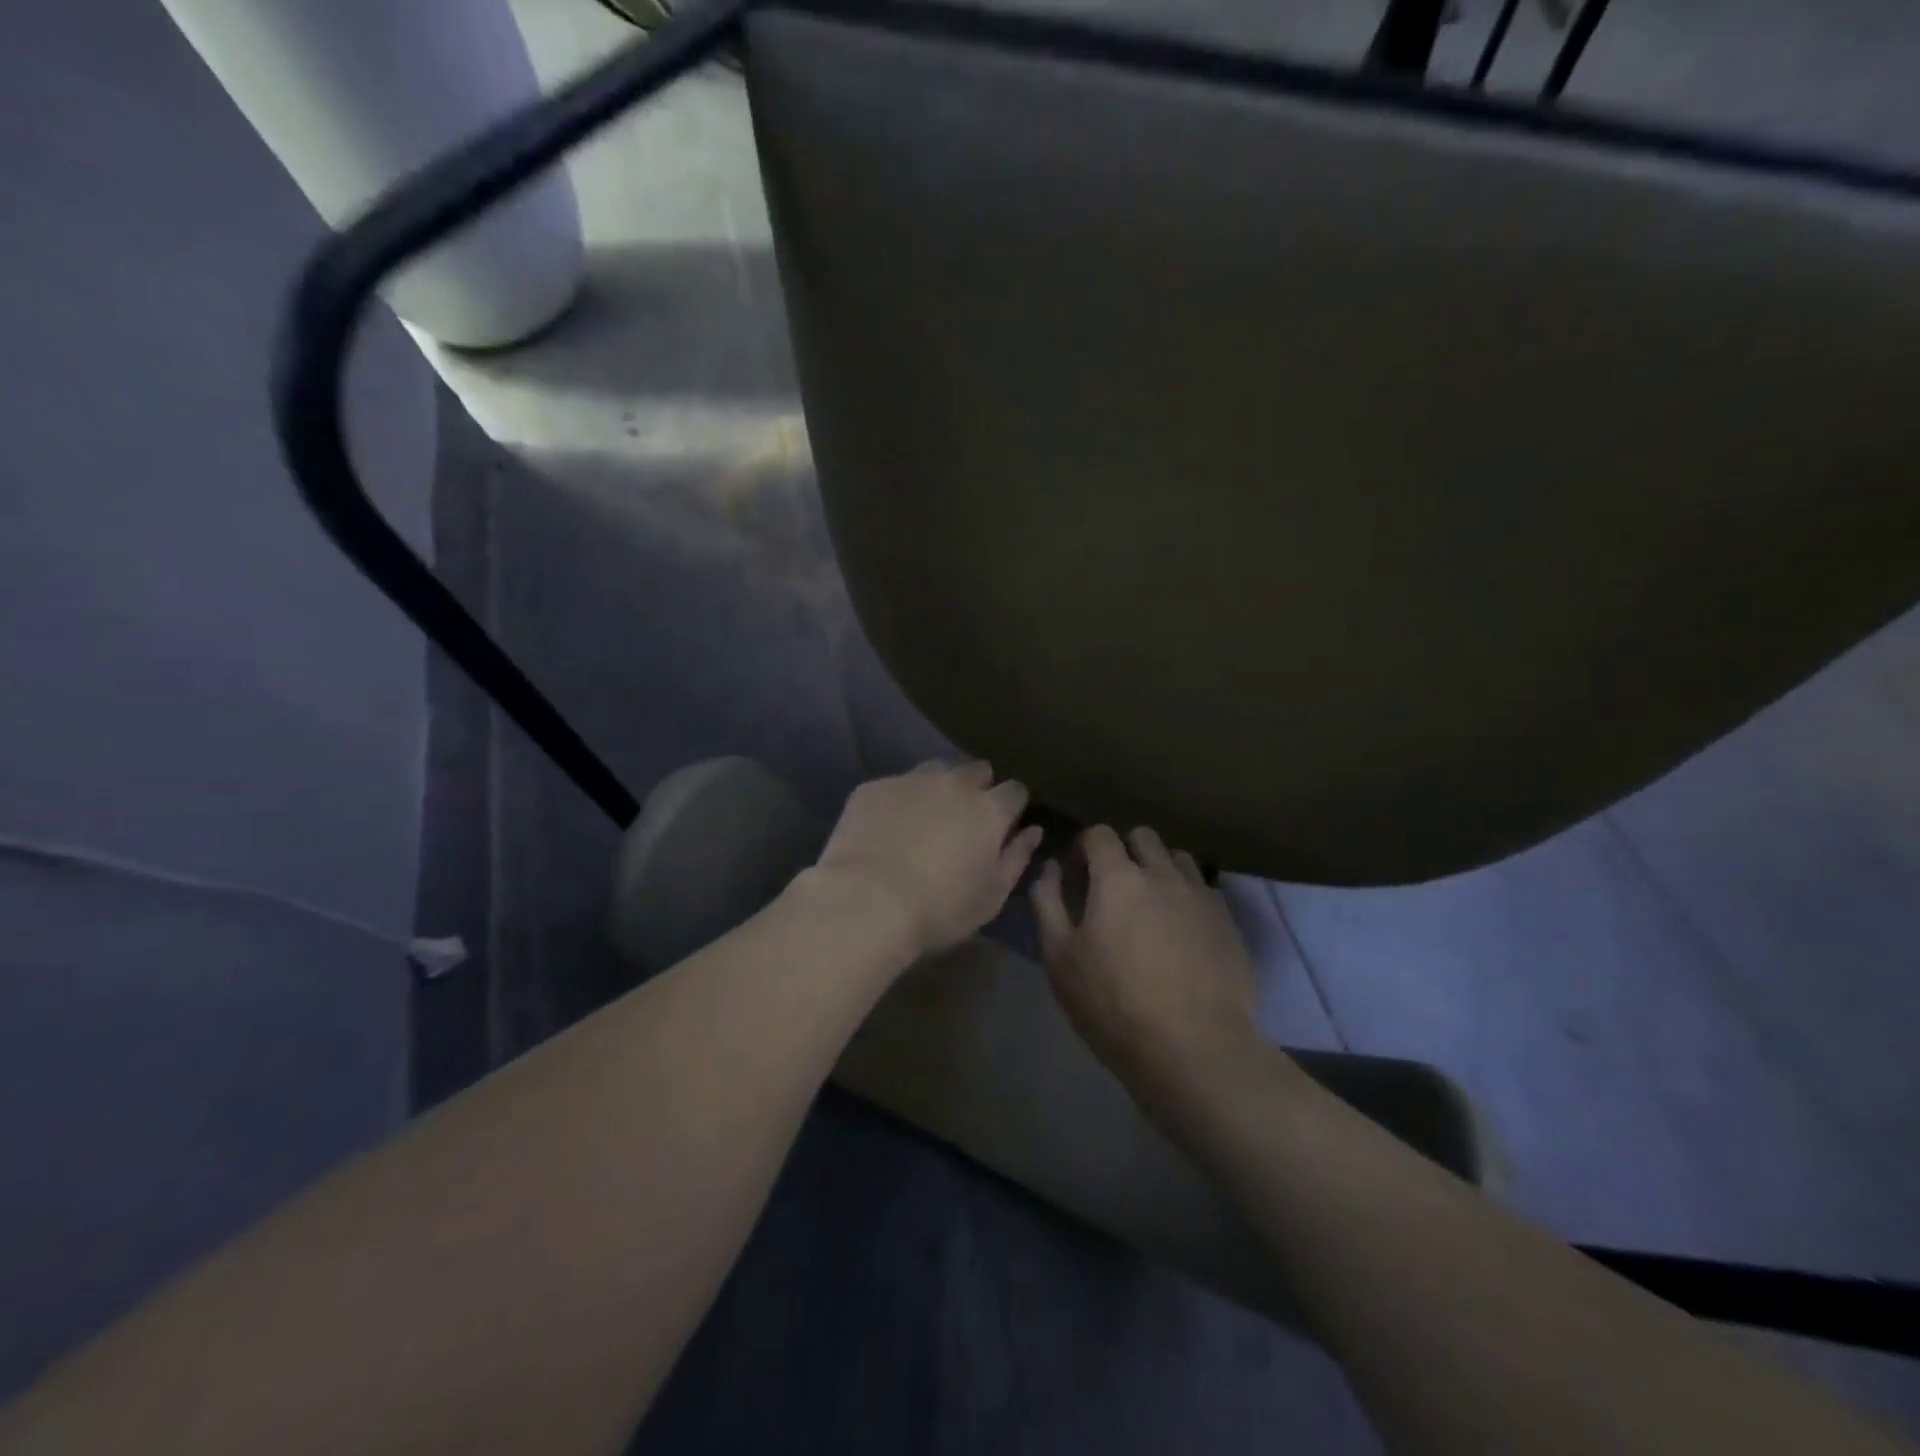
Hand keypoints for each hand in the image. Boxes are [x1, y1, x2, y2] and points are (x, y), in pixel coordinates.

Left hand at [810, 761, 1042, 960]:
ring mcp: (910, 780)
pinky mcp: (873, 788)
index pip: (1015, 790)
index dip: (1012, 805)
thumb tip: (1033, 831)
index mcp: (989, 810)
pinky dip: (897, 800)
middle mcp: (954, 784)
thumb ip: (1017, 858)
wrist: (867, 902)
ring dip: (938, 787)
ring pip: (935, 770)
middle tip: (964, 818)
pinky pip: (894, 785)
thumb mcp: (992, 896)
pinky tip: (885, 827)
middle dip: (977, 787)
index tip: (1004, 823)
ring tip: (924, 816)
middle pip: (977, 770)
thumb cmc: (940, 909)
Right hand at [1032, 825, 1259, 1091]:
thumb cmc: (1114, 1004)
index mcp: (1118, 878)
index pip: (1099, 834)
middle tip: (1113, 890)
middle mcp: (1163, 874)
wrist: (1195, 1049)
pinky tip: (1181, 933)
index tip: (1076, 877)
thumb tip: (1050, 868)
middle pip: (1142, 837)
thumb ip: (1048, 902)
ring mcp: (1201, 896)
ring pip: (1177, 858)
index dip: (1083, 849)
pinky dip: (1187, 898)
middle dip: (1123, 852)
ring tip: (1150, 908)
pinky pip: (1203, 890)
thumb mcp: (1060, 958)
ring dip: (1159, 870)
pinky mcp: (1228, 922)